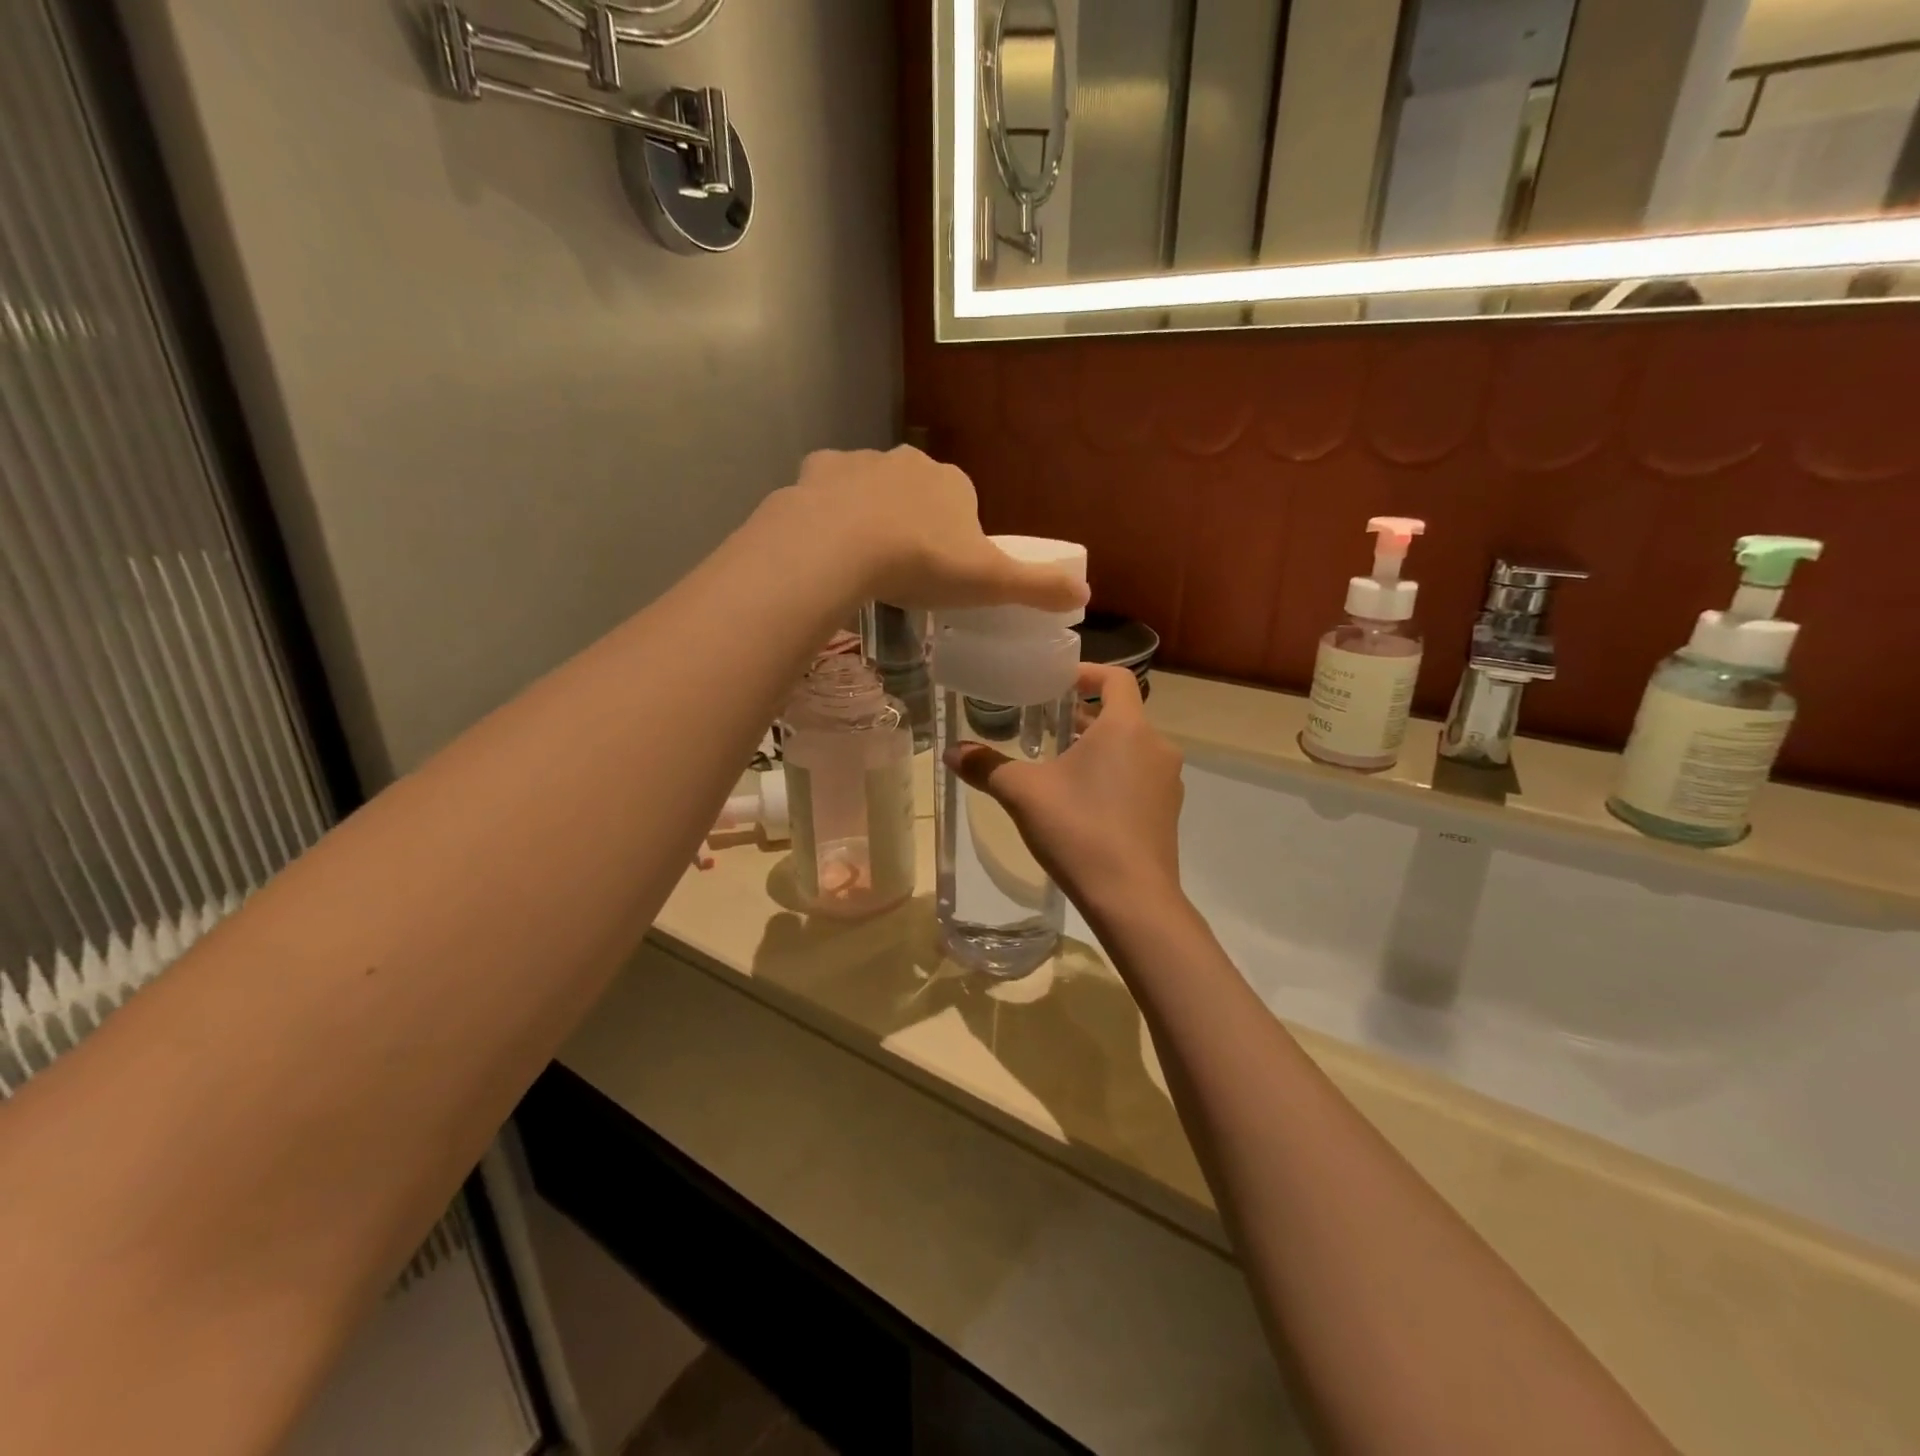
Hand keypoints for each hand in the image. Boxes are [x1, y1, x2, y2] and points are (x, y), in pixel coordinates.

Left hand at [764, 447, 1086, 612]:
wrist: (841, 546)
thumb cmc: (923, 563)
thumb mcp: (991, 583)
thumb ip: (1038, 588)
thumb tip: (1085, 595)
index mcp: (953, 484)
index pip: (963, 506)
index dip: (955, 539)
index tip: (942, 573)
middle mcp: (910, 462)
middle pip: (917, 494)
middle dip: (913, 524)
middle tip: (902, 572)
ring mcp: (860, 462)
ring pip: (871, 489)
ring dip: (871, 516)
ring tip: (862, 563)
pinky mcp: (818, 470)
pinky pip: (828, 488)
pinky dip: (829, 509)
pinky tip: (827, 542)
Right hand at [948, 663, 1184, 920]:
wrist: (1132, 899)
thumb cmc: (1079, 830)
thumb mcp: (1023, 794)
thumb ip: (987, 767)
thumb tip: (951, 752)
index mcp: (1126, 727)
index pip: (1116, 678)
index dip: (1087, 672)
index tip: (1057, 682)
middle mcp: (1156, 746)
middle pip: (1121, 715)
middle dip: (1083, 716)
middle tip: (1045, 725)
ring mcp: (1167, 782)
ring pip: (1131, 748)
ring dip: (1098, 748)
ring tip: (1059, 765)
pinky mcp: (1168, 812)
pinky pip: (1139, 778)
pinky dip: (1114, 776)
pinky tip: (1083, 803)